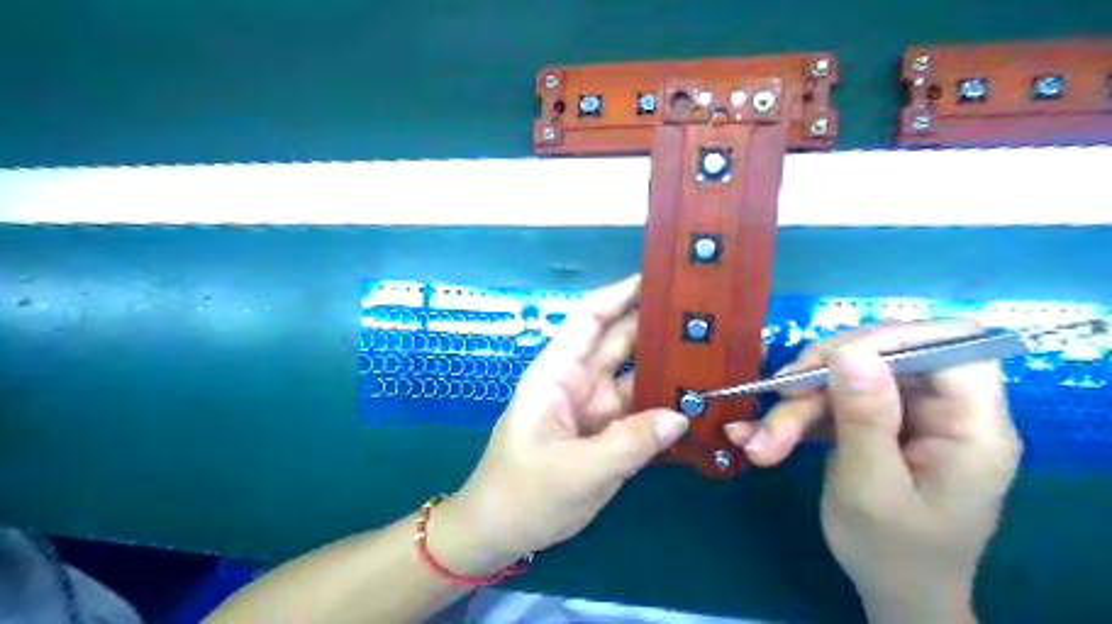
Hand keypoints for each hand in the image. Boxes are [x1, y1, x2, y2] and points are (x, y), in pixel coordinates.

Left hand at [443, 275, 687, 563]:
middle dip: (657, 325)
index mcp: (558, 373)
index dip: (622, 293)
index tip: (662, 277)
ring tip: (716, 353)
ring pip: (636, 375)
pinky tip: (700, 401)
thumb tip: (682, 414)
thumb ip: (632, 442)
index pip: (590, 317)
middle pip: (620, 341)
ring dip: (668, 365)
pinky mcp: (606, 432)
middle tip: (708, 315)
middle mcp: (578, 381)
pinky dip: (666, 404)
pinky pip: (641, 410)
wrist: (501, 533)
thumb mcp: (578, 470)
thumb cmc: (524, 493)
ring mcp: (595, 407)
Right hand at [726, 322, 1019, 623]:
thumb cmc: (894, 553)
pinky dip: (794, 417)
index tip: (831, 359)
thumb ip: (865, 417)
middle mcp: (942, 409)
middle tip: (780, 397)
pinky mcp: (874, 422)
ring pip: (845, 378)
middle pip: (884, 355)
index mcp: (971, 426)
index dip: (891, 338)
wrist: (892, 593)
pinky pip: (831, 400)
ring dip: (797, 405)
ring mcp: (905, 414)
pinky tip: (757, 438)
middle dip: (823, 374)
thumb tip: (850, 350)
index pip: (950, 345)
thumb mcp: (872, 488)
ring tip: (758, 442)